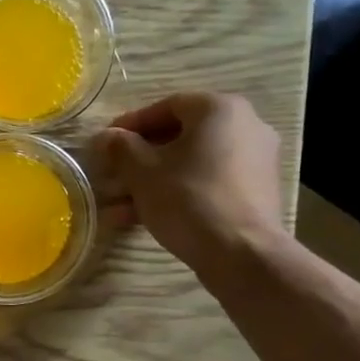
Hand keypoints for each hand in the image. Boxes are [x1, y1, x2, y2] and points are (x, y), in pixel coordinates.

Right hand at [98, 92, 287, 285]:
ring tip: (117, 207)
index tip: (105, 144)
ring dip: (152, 182)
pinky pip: (207, 183)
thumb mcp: (143, 172)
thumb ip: (120, 148)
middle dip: (138, 159)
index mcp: (219, 110)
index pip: (165, 106)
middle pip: (179, 137)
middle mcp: (244, 126)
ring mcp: (254, 160)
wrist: (242, 254)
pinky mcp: (255, 192)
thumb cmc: (188, 199)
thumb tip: (105, 137)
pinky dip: (177, 193)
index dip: (130, 125)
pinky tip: (142, 218)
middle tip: (110, 176)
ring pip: (190, 164)